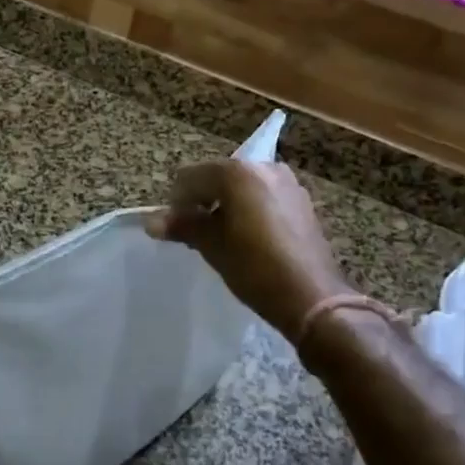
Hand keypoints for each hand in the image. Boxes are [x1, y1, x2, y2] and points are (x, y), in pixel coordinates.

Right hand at [146, 160, 355, 346]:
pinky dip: (249, 208)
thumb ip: (182, 226)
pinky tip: (249, 238)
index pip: (190, 177)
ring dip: (226, 204)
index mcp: (237, 173)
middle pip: (217, 177)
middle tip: (197, 234)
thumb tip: (151, 222)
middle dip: (202, 200)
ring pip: (241, 186)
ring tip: (223, 237)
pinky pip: (263, 196)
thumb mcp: (212, 246)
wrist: (312, 298)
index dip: (176, 202)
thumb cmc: (255, 268)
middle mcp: (263, 167)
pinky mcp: (301, 201)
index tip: (175, 229)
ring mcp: (286, 182)